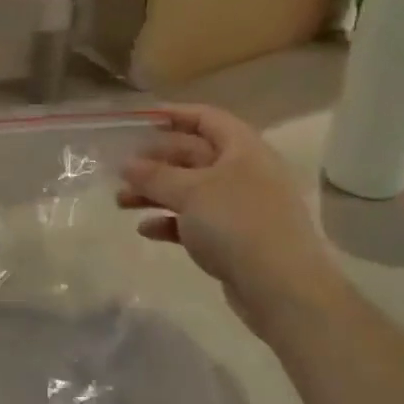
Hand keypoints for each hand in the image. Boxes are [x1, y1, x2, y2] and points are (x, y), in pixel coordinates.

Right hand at [117, 105, 341, 330]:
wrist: (281, 288)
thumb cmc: (237, 223)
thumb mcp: (190, 191)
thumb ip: (155, 175)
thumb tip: (126, 164)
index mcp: (243, 149)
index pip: (206, 118)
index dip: (174, 114)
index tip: (139, 120)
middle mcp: (244, 173)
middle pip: (193, 155)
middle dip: (155, 162)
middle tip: (122, 169)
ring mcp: (240, 208)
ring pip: (191, 191)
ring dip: (156, 193)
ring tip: (121, 201)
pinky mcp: (234, 240)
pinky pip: (196, 223)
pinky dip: (171, 222)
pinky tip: (146, 230)